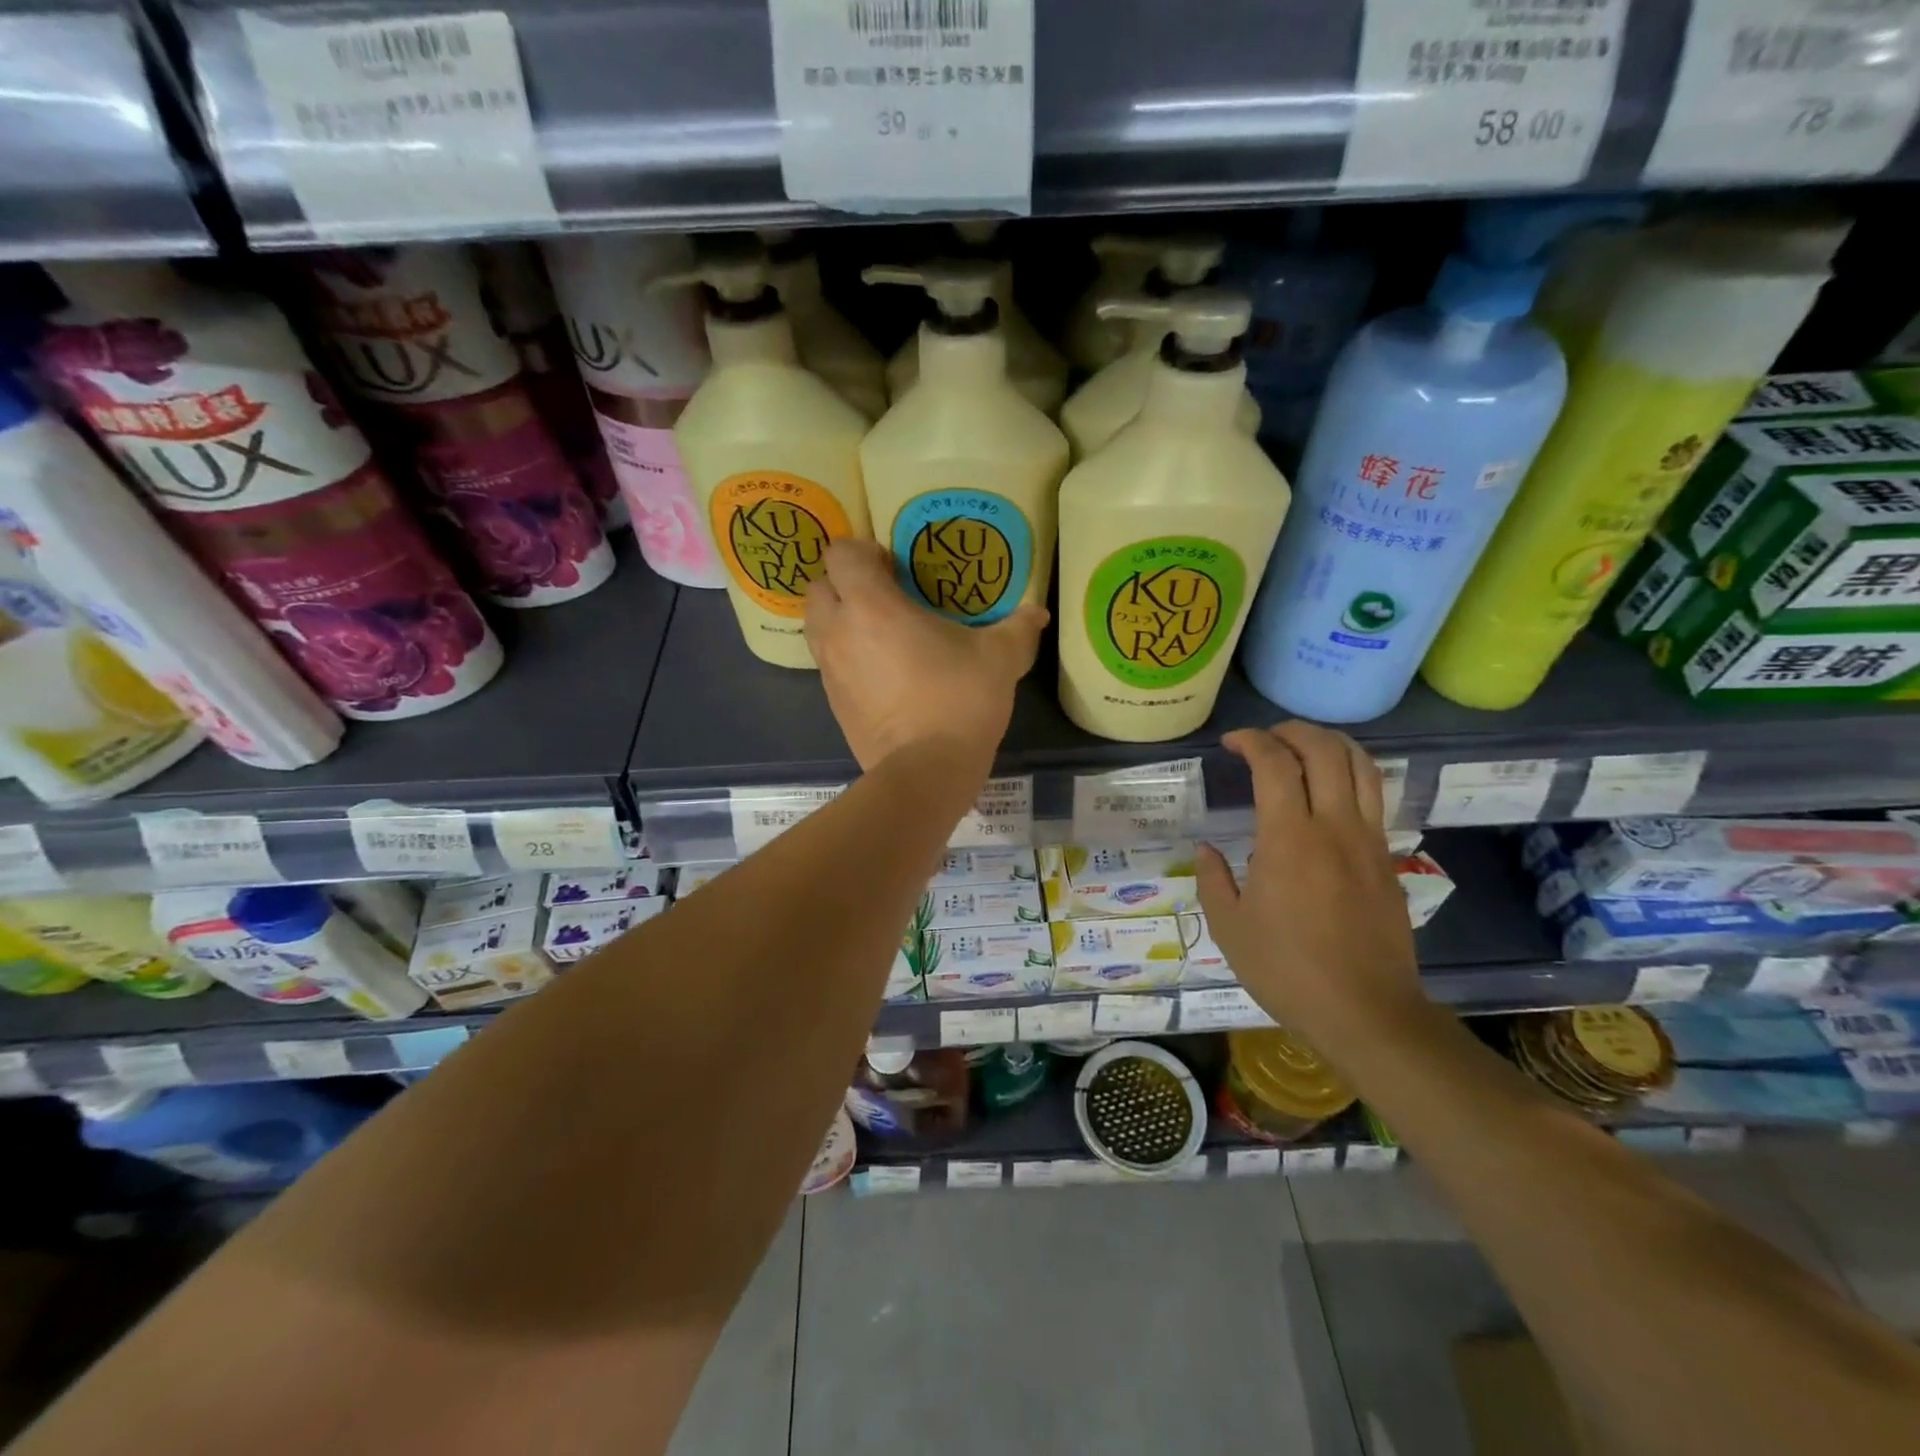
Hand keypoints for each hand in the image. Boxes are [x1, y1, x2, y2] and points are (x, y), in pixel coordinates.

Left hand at [805, 540, 1046, 779]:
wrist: (926, 771)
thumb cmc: (960, 701)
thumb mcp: (999, 659)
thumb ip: (1017, 628)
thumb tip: (1038, 612)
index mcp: (871, 606)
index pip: (841, 554)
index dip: (864, 551)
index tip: (896, 567)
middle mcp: (839, 631)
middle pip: (818, 586)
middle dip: (844, 583)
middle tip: (885, 595)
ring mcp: (830, 670)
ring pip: (816, 625)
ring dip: (839, 618)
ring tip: (880, 631)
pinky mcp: (832, 702)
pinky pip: (828, 662)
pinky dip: (845, 655)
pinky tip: (882, 671)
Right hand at [1195, 721, 1422, 1065]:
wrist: (1366, 1012)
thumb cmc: (1287, 970)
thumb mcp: (1229, 928)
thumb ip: (1213, 880)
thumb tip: (1206, 850)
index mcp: (1289, 840)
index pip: (1275, 764)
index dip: (1252, 741)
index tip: (1231, 743)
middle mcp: (1334, 828)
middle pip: (1325, 751)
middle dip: (1293, 731)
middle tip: (1266, 738)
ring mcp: (1368, 842)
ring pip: (1362, 767)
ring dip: (1331, 744)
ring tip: (1303, 748)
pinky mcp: (1387, 861)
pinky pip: (1373, 799)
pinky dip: (1350, 776)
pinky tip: (1329, 792)